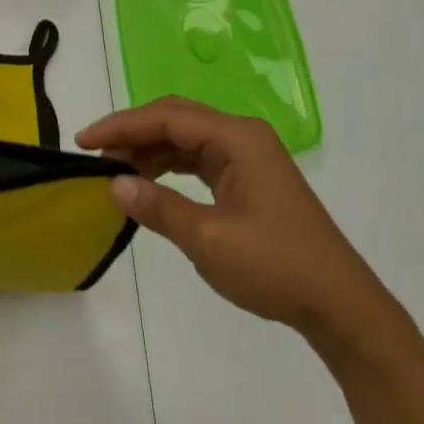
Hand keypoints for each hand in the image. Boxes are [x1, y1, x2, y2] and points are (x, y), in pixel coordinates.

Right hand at [77, 98, 390, 340]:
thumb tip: (113, 184)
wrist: (339, 306)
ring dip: (148, 151)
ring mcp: (247, 157)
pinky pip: (197, 160)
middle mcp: (242, 137)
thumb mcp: (208, 239)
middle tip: (94, 155)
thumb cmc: (276, 266)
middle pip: (175, 120)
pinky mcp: (247, 178)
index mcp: (237, 138)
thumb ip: (158, 207)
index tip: (83, 141)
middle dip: (132, 133)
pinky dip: (167, 167)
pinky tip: (146, 183)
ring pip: (184, 139)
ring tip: (113, 171)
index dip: (121, 125)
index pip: (167, 117)